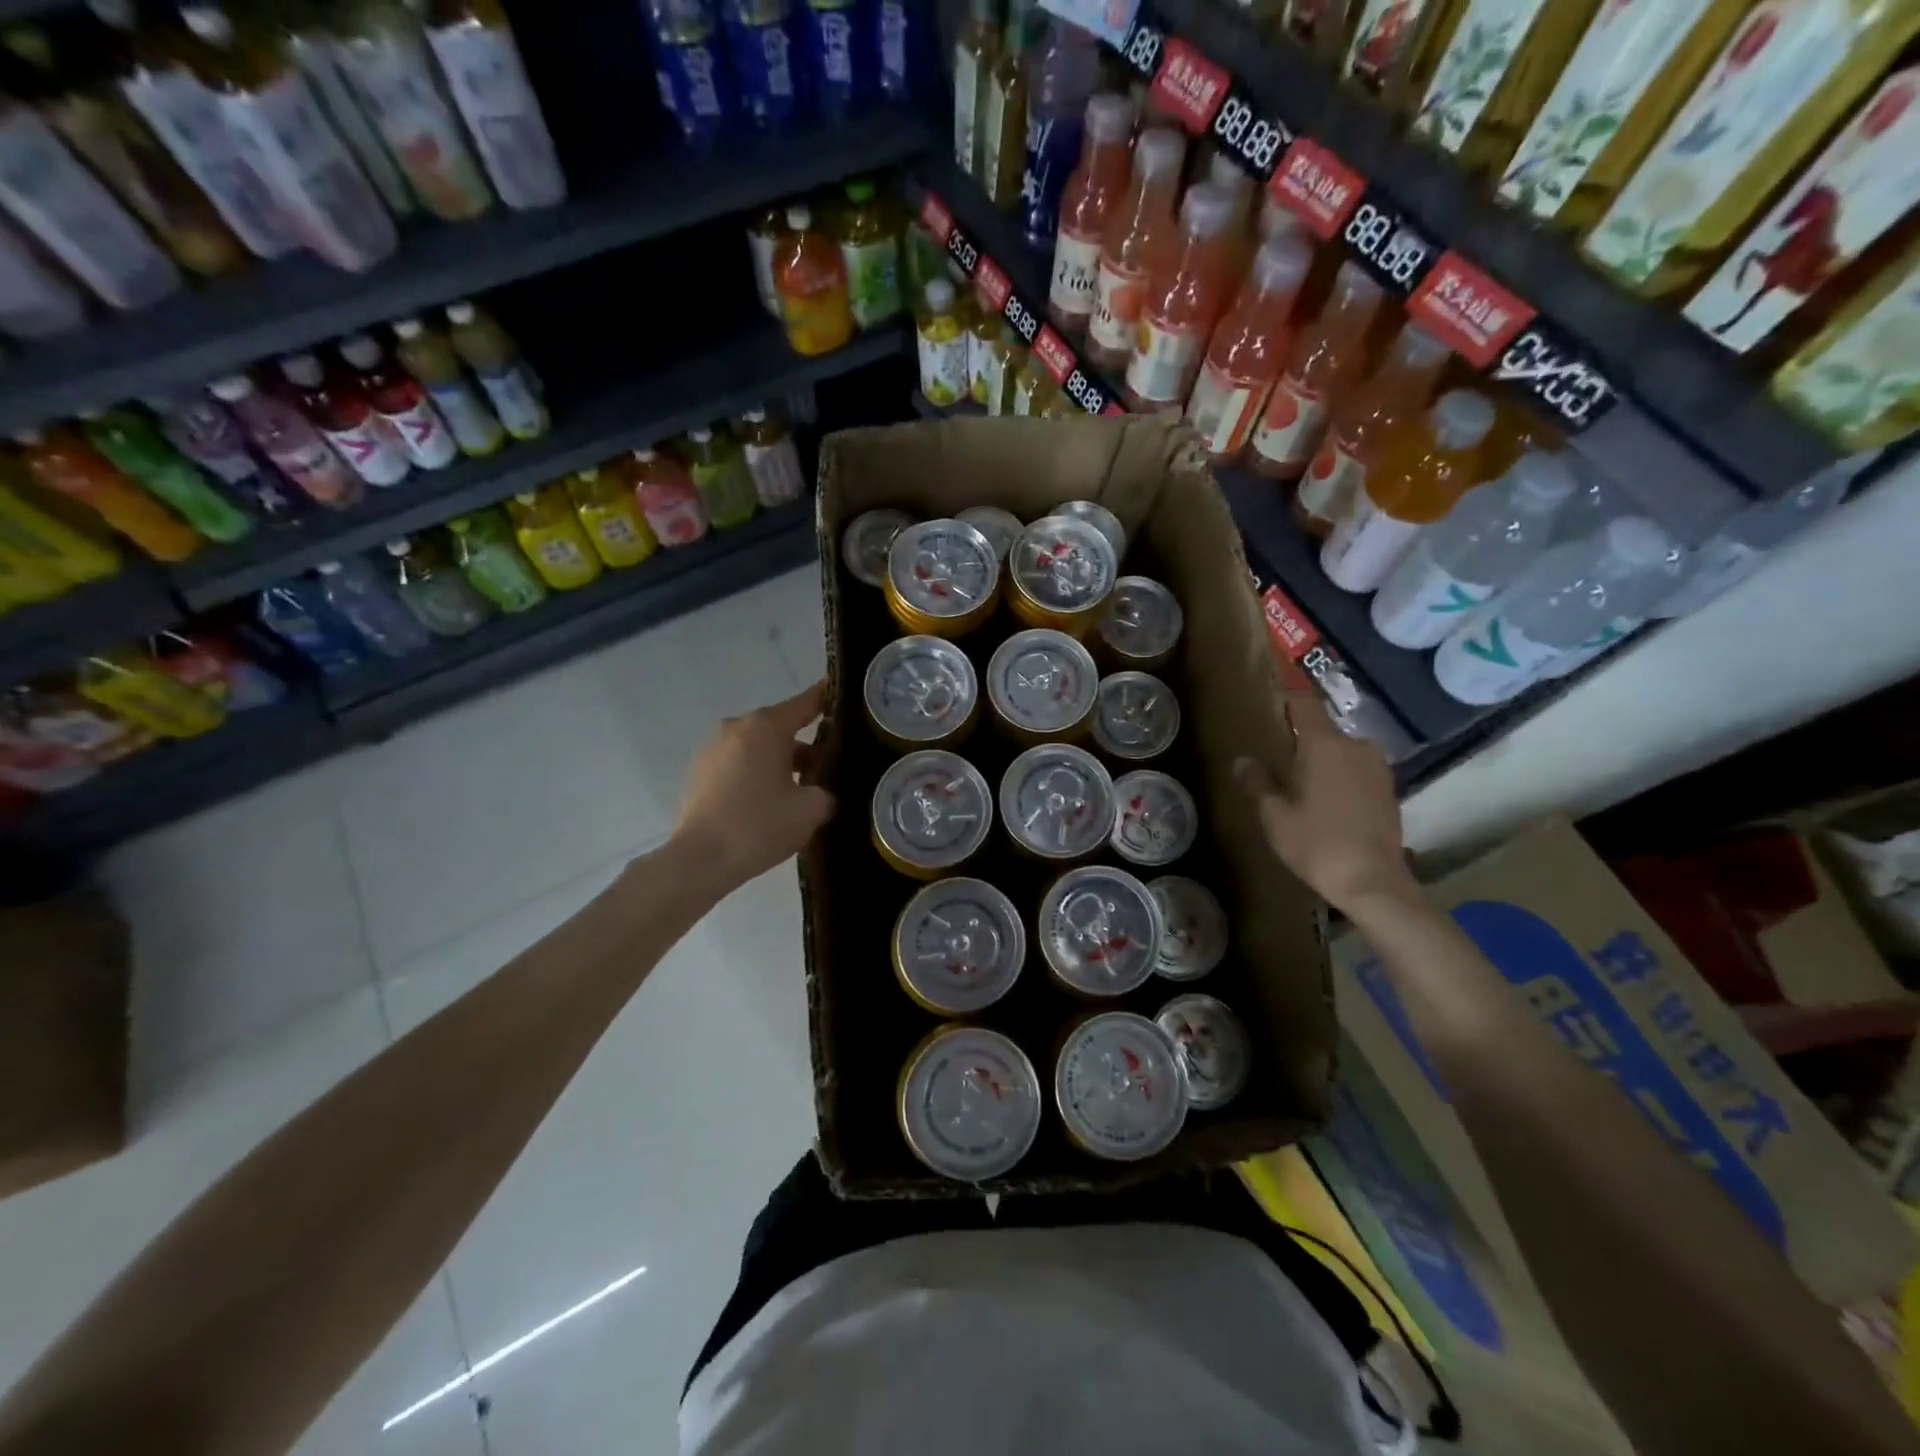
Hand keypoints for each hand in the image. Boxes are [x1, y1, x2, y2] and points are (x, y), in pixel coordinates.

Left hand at [673, 681, 835, 890]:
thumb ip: (827, 792)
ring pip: (757, 746)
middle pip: (780, 727)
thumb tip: (822, 792)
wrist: (700, 860)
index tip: (842, 694)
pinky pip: (737, 763)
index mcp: (766, 726)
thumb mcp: (811, 810)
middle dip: (804, 743)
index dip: (827, 698)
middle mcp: (736, 727)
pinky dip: (755, 774)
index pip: (806, 703)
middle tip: (827, 766)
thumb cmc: (760, 826)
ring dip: (778, 761)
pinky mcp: (698, 772)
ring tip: (798, 790)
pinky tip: (767, 802)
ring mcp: (712, 748)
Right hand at [1234, 689, 1414, 914]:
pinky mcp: (1389, 790)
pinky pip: (1358, 771)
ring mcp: (1377, 768)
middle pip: (1324, 730)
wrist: (1372, 882)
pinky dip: (1342, 778)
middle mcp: (1356, 746)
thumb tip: (1242, 760)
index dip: (1287, 701)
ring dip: (1325, 761)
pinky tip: (1328, 802)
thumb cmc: (1316, 843)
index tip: (1270, 708)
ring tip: (1304, 784)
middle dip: (1303, 740)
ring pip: (1343, 752)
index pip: (1304, 704)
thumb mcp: (1274, 815)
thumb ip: (1257, 782)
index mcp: (1324, 744)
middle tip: (1281, 760)